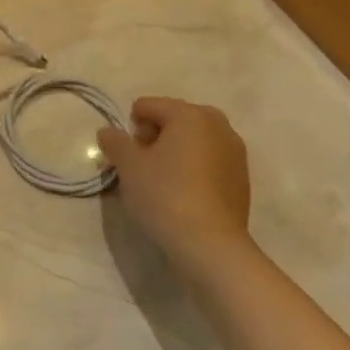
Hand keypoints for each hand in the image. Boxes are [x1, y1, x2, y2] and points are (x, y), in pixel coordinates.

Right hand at [97, 96, 255, 285]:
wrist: (210, 244)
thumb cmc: (165, 195)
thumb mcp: (129, 167)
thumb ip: (115, 142)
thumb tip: (108, 132)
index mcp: (189, 114)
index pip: (149, 106)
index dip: (131, 126)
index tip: (126, 154)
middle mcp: (217, 125)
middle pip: (175, 118)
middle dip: (156, 135)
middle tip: (142, 164)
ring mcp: (235, 151)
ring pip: (195, 139)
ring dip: (176, 150)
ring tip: (162, 178)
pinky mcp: (242, 177)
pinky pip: (210, 159)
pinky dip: (194, 166)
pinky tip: (184, 192)